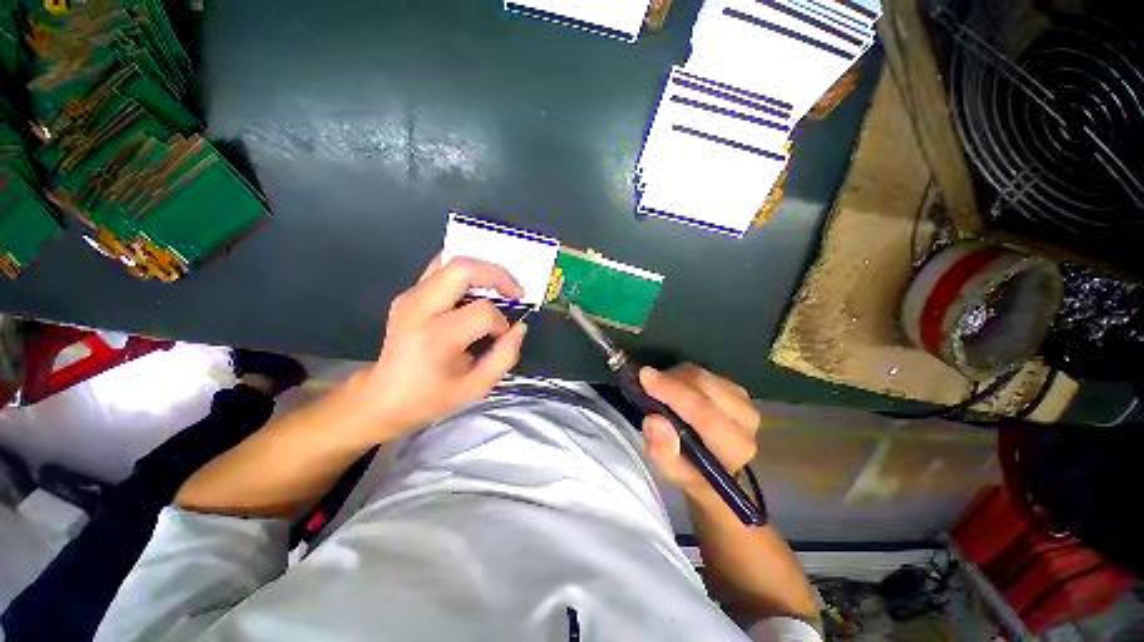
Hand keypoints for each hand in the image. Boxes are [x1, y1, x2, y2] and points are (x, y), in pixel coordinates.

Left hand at [347, 255, 528, 442]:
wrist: (383, 397)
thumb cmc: (430, 397)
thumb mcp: (476, 387)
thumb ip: (505, 356)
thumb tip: (519, 327)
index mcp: (436, 338)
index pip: (482, 312)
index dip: (502, 323)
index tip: (503, 336)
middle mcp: (419, 308)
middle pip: (463, 269)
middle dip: (498, 275)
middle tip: (516, 292)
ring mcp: (410, 296)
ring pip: (452, 262)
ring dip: (484, 271)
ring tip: (501, 289)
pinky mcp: (409, 294)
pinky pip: (442, 269)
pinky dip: (466, 272)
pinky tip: (478, 287)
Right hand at [640, 364, 759, 499]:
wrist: (713, 464)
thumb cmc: (691, 469)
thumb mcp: (672, 471)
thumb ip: (663, 452)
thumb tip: (655, 421)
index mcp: (735, 447)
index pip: (705, 414)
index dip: (673, 393)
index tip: (645, 378)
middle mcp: (747, 420)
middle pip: (705, 386)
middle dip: (671, 380)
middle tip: (646, 381)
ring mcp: (744, 400)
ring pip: (703, 375)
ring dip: (676, 376)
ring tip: (660, 389)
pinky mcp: (736, 388)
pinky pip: (704, 371)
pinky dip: (684, 374)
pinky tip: (674, 386)